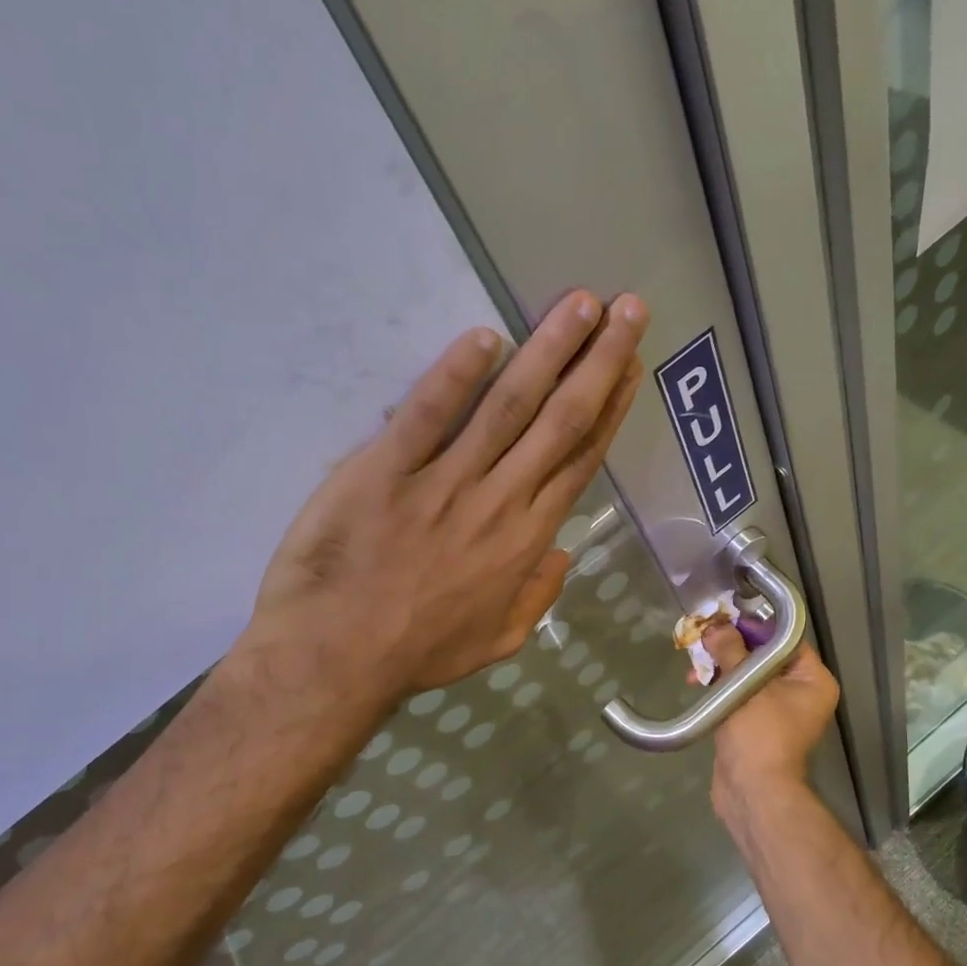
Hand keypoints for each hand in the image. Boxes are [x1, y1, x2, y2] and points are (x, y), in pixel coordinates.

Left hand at [231, 290, 647, 707]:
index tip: (630, 366)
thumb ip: (538, 596)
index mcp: (526, 540)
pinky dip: (455, 374)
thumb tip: (562, 554)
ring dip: (548, 352)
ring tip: (580, 304)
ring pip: (508, 407)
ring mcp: (443, 484)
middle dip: (599, 361)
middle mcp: (498, 502)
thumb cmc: (418, 652)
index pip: (579, 461)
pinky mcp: (384, 471)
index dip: (610, 409)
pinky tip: (485, 336)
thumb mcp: (498, 640)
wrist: (335, 661)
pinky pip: (427, 415)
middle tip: (627, 308)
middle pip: (560, 421)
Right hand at [702, 624, 840, 812]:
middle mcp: (801, 693)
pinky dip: (720, 687)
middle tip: (704, 639)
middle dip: (731, 647)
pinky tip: (697, 683)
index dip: (755, 626)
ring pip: (748, 675)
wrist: (752, 791)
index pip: (785, 640)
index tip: (725, 619)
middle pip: (764, 656)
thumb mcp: (745, 685)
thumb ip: (731, 651)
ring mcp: (778, 711)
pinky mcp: (755, 725)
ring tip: (694, 665)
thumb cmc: (759, 734)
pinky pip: (739, 695)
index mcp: (813, 680)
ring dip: (721, 667)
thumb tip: (716, 627)